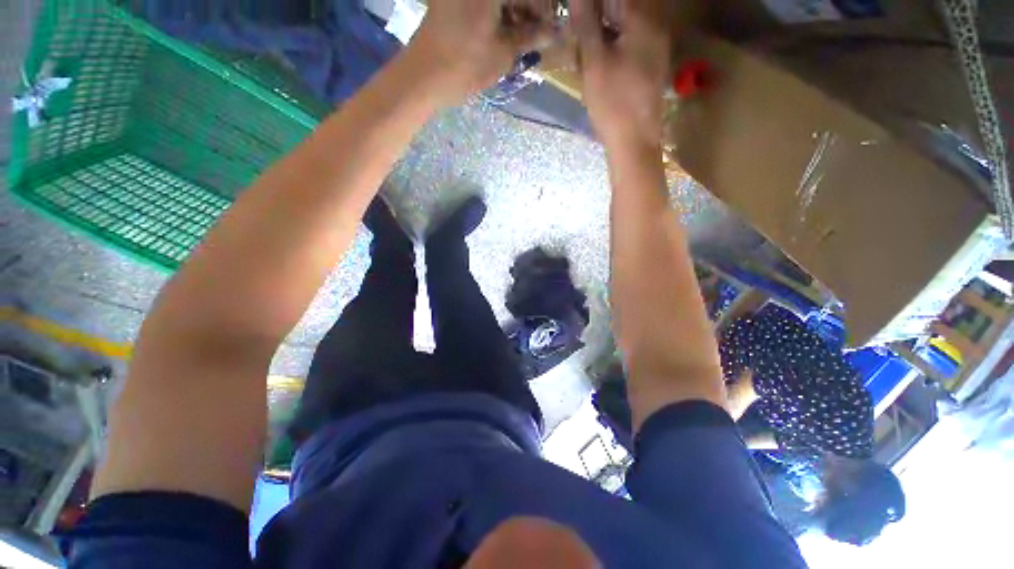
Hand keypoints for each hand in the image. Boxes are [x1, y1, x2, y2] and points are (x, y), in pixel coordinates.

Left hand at [406, 0, 554, 104]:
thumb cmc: (465, 65)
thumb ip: (531, 36)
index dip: (545, 7)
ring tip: (525, 35)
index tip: (553, 25)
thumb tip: (554, 32)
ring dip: (516, 9)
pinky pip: (484, 2)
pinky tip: (507, 29)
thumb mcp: (504, 52)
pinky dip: (499, 11)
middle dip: (530, 8)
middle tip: (540, 31)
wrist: (422, 76)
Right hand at [571, 0, 671, 147]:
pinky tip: (601, 67)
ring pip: (626, 30)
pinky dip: (614, 50)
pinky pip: (631, 47)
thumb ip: (587, 24)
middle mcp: (655, 29)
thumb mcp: (594, 62)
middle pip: (622, 11)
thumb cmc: (612, 102)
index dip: (593, 6)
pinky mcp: (652, 68)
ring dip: (604, 36)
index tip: (578, 16)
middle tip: (579, 40)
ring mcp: (656, 49)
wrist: (634, 141)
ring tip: (585, 54)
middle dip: (598, 21)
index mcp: (642, 22)